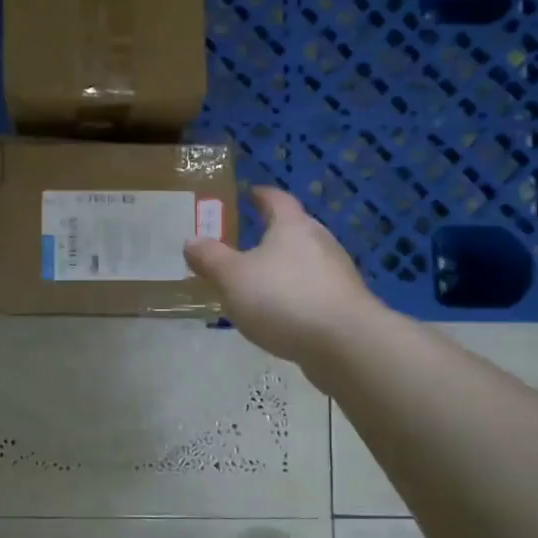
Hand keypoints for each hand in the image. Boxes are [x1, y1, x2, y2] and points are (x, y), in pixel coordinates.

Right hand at [184, 188, 375, 367]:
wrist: (346, 344)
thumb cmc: (284, 298)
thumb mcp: (232, 278)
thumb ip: (210, 258)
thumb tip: (191, 240)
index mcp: (292, 226)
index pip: (277, 200)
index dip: (261, 195)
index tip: (250, 193)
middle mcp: (320, 242)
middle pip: (296, 228)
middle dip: (274, 232)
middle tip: (250, 237)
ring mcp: (337, 274)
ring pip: (307, 262)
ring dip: (286, 266)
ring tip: (262, 280)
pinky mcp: (345, 305)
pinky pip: (315, 291)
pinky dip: (297, 294)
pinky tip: (283, 313)